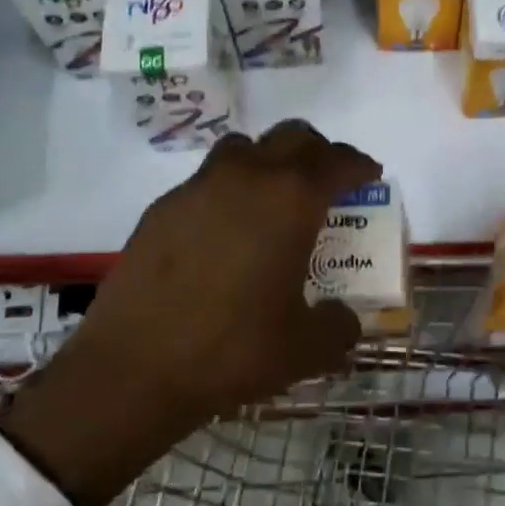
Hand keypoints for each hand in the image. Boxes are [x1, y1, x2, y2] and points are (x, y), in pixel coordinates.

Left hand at [2, 121, 377, 505]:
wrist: (135, 368)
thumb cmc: (234, 349)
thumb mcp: (307, 347)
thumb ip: (339, 325)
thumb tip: (343, 317)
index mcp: (291, 200)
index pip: (337, 161)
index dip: (359, 165)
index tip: (369, 176)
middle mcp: (246, 178)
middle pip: (292, 137)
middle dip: (318, 153)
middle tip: (328, 183)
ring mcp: (198, 188)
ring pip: (244, 149)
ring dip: (269, 162)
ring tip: (274, 201)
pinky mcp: (162, 208)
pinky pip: (207, 181)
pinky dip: (229, 192)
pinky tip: (225, 235)